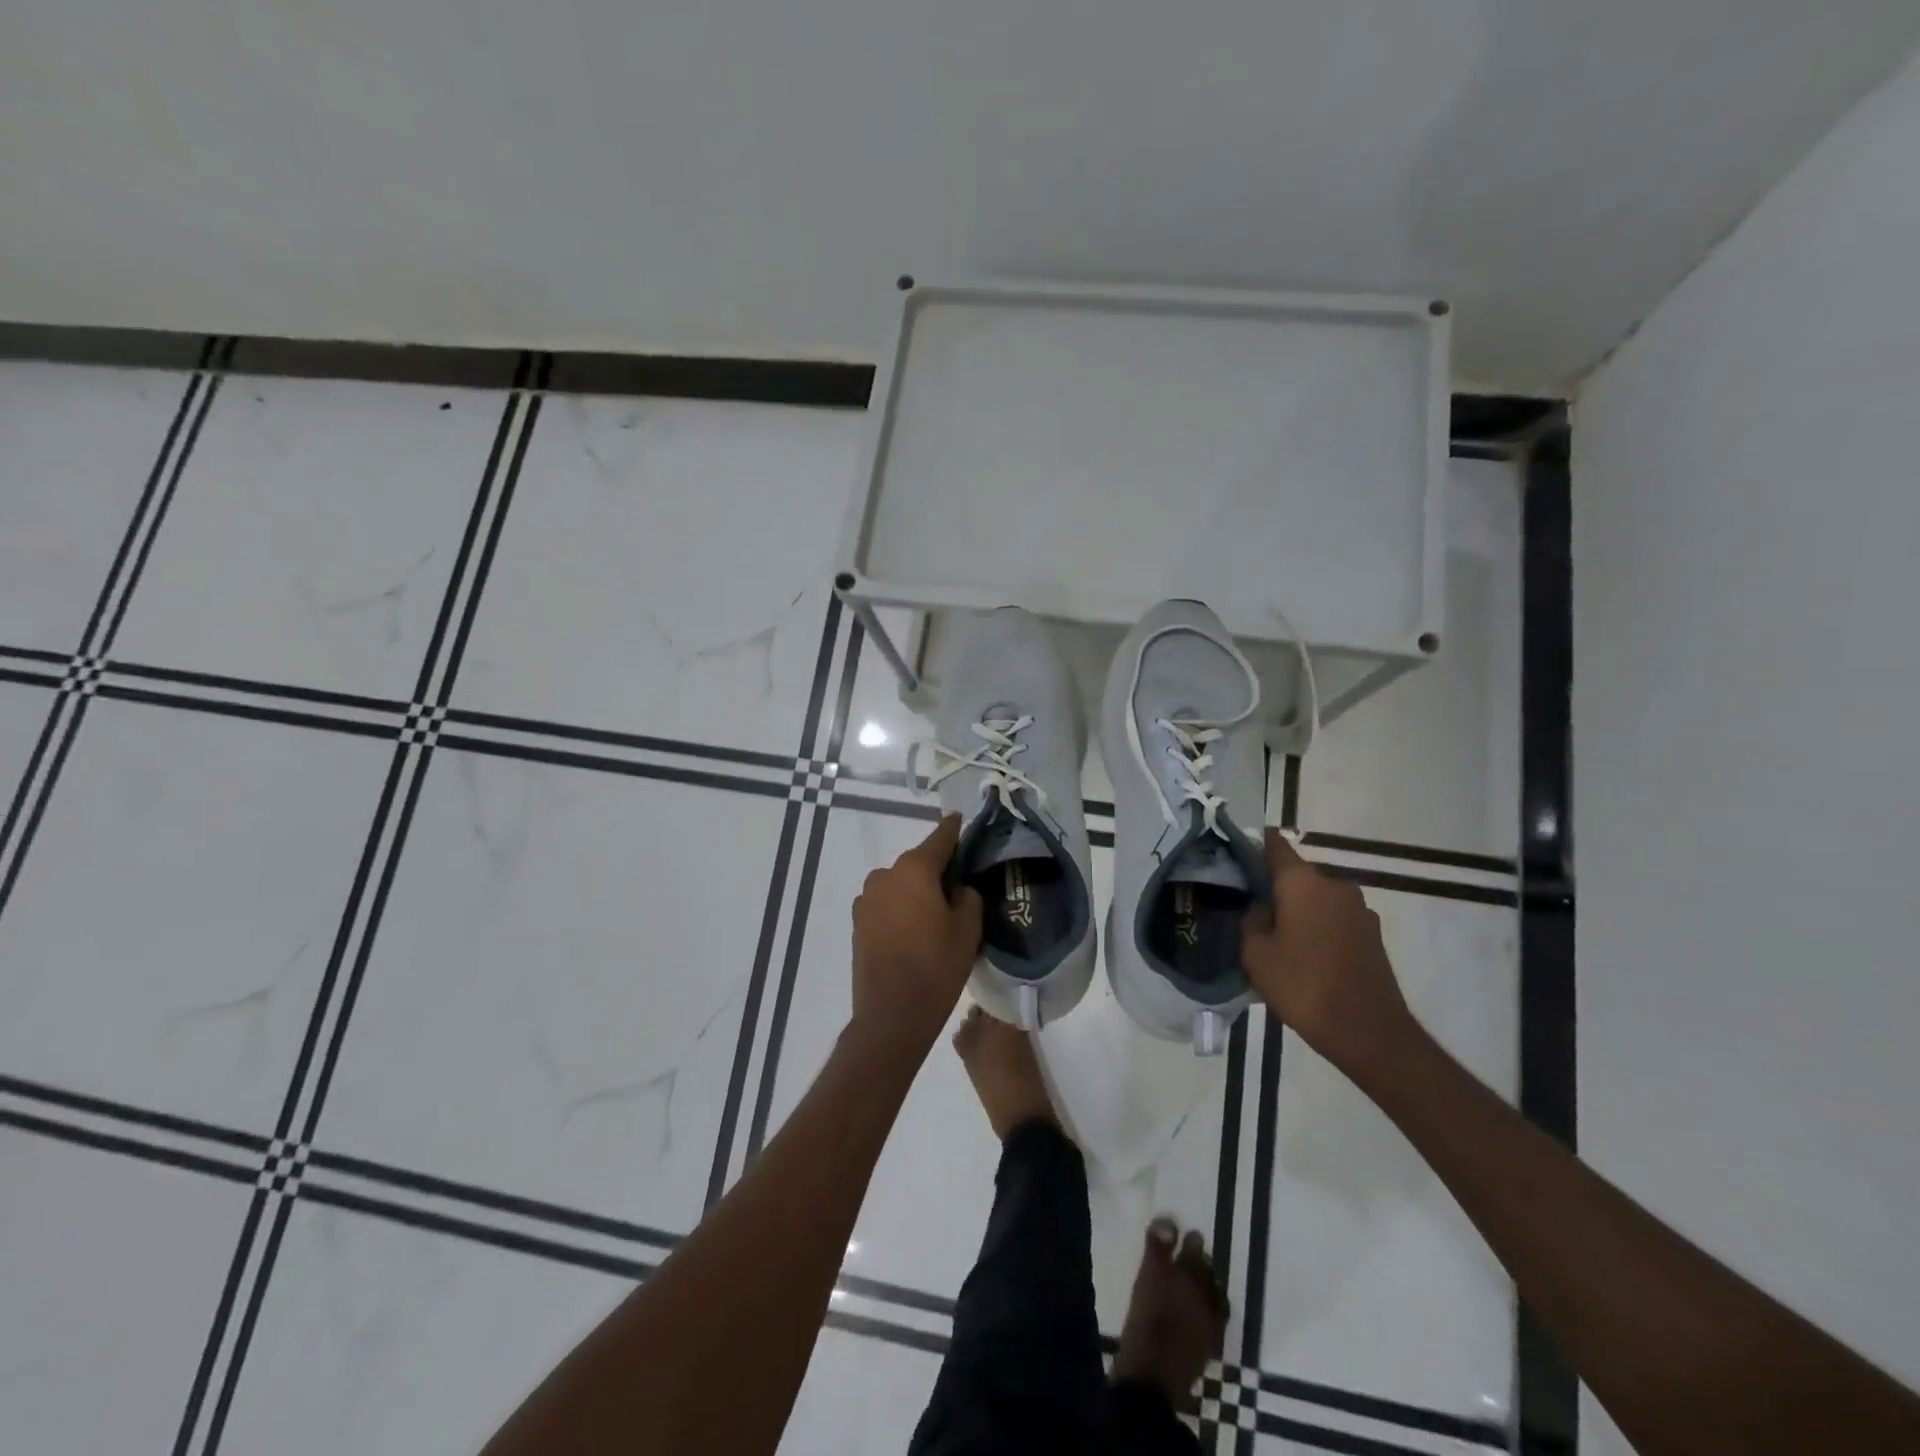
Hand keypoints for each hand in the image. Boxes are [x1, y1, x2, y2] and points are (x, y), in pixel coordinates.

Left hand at [850, 814, 983, 1057]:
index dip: (954, 829)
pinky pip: (886, 905)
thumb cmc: (936, 967)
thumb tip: (957, 887)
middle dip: (937, 870)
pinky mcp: (858, 922)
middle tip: (959, 888)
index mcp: (913, 869)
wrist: (891, 1015)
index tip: (962, 819)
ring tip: (935, 917)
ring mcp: (866, 899)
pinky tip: (914, 932)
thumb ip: (967, 895)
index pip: (940, 838)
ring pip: (900, 885)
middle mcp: (885, 875)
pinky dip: (900, 909)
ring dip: (916, 892)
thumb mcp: (968, 929)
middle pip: (918, 863)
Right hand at [1241, 829, 1417, 1076]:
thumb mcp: (1256, 954)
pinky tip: (1303, 953)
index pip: (1273, 844)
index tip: (1232, 856)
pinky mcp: (1371, 934)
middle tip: (1248, 906)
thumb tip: (1261, 908)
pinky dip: (1317, 927)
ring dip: (1297, 909)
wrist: (1368, 1032)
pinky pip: (1334, 918)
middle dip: (1273, 885)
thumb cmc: (1303, 985)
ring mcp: (1359, 909)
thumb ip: (1252, 920)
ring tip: (1275, 935)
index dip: (1251, 844)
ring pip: (1316, 897)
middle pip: (1296, 873)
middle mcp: (1334, 884)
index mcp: (1303, 881)